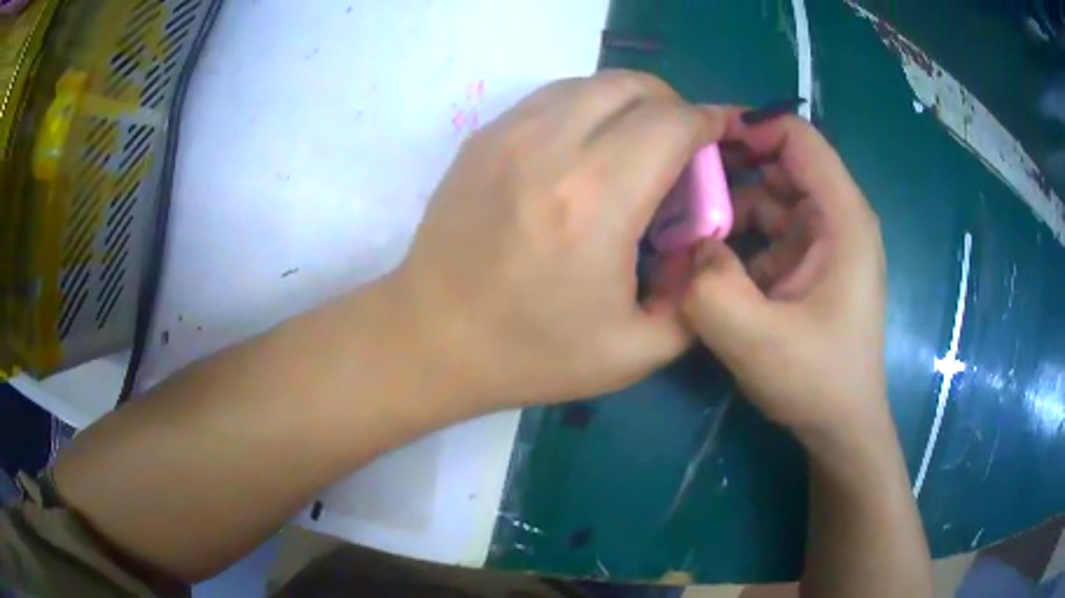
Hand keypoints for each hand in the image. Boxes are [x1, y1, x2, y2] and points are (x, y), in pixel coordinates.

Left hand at [387, 71, 724, 408]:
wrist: (431, 338)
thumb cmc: (531, 353)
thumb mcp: (635, 351)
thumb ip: (694, 295)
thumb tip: (705, 243)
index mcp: (597, 201)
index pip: (672, 124)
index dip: (706, 123)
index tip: (717, 139)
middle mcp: (552, 149)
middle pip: (633, 86)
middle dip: (672, 105)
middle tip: (681, 144)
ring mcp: (509, 134)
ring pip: (590, 83)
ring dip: (629, 101)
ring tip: (637, 142)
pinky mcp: (483, 137)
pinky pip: (551, 97)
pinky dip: (586, 106)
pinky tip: (588, 146)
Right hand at [679, 111, 887, 437]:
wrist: (841, 428)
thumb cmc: (817, 383)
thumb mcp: (758, 342)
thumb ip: (711, 289)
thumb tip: (686, 247)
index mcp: (842, 218)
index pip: (797, 138)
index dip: (749, 129)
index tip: (696, 146)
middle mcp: (836, 219)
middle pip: (778, 166)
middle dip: (727, 174)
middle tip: (675, 194)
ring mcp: (821, 243)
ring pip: (767, 201)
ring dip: (726, 214)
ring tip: (683, 237)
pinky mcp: (806, 267)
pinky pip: (765, 235)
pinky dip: (734, 243)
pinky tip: (705, 267)